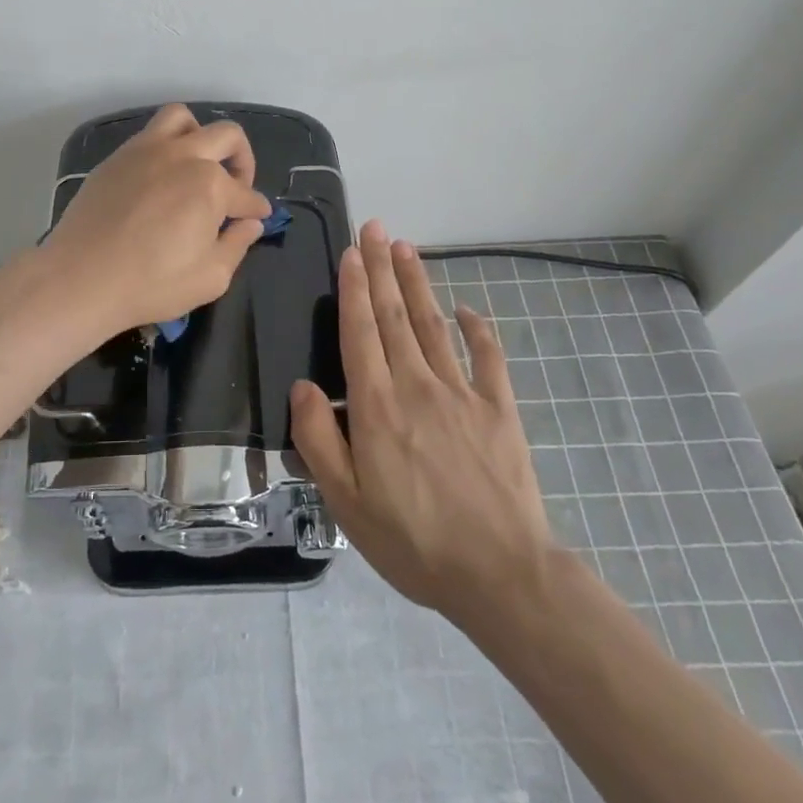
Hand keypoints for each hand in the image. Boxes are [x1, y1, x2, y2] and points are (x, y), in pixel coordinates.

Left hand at [41, 104, 272, 337]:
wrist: (81, 278)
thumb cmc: (152, 283)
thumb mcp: (211, 277)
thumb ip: (237, 245)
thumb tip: (250, 223)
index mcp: (210, 184)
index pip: (246, 194)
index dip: (257, 208)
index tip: (258, 217)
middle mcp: (183, 155)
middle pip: (227, 136)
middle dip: (243, 160)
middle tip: (237, 188)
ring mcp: (146, 151)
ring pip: (183, 119)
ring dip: (200, 136)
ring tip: (198, 164)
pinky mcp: (117, 158)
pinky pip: (149, 134)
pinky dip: (166, 146)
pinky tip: (162, 177)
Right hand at [290, 220, 552, 625]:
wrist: (500, 574)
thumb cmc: (412, 541)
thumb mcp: (346, 502)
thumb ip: (319, 439)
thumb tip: (302, 386)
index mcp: (377, 405)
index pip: (360, 332)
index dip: (354, 288)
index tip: (352, 252)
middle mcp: (417, 384)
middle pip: (394, 315)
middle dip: (382, 268)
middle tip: (375, 227)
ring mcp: (462, 393)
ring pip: (433, 325)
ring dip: (417, 284)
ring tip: (406, 249)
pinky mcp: (499, 409)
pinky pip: (487, 358)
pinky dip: (477, 329)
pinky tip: (467, 308)